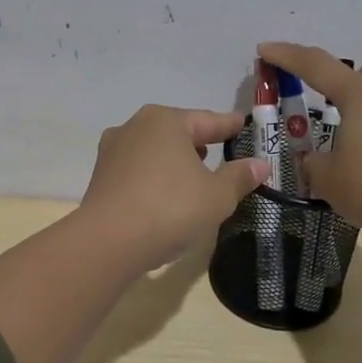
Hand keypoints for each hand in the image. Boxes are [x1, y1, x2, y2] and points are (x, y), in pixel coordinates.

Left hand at [78, 105, 270, 269]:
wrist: (108, 242)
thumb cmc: (170, 208)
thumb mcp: (217, 195)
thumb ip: (239, 177)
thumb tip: (260, 164)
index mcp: (166, 121)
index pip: (208, 120)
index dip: (229, 126)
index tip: (242, 124)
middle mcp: (135, 127)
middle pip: (177, 132)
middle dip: (199, 143)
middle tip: (220, 153)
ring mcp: (113, 152)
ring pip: (154, 151)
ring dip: (175, 161)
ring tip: (194, 176)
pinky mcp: (101, 178)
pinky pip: (138, 172)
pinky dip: (156, 178)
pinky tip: (166, 195)